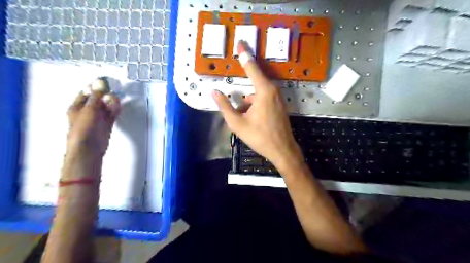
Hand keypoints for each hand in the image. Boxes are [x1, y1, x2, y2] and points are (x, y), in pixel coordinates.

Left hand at [66, 86, 119, 162]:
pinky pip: (112, 115)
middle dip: (106, 95)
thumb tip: (100, 83)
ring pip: (106, 107)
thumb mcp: (89, 109)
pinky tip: (119, 105)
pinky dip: (116, 110)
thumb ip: (96, 96)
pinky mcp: (106, 125)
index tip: (106, 82)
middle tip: (115, 90)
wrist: (89, 147)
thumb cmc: (84, 128)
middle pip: (98, 100)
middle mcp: (87, 112)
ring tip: (118, 98)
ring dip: (111, 102)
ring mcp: (97, 119)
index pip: (86, 93)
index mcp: (77, 107)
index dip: (95, 87)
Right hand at [212, 41, 302, 167]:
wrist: (282, 150)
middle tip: (238, 97)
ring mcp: (278, 98)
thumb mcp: (237, 123)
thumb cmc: (259, 136)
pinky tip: (249, 117)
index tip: (240, 42)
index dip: (244, 54)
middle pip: (255, 80)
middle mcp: (273, 90)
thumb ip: (224, 106)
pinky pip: (264, 98)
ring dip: (248, 101)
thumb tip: (214, 92)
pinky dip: (254, 104)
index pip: (252, 67)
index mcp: (264, 91)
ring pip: (258, 92)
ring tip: (243, 118)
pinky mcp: (279, 105)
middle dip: (244, 87)